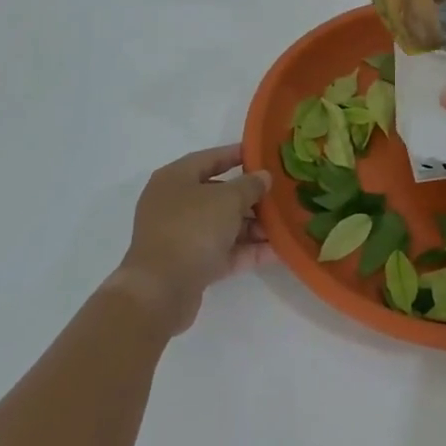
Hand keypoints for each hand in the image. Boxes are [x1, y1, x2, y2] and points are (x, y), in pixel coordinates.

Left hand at [112, 144, 270, 334]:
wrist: (160, 291)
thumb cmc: (192, 229)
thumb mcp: (228, 199)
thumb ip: (250, 185)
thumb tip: (263, 177)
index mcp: (175, 178)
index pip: (210, 158)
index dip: (237, 154)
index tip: (263, 155)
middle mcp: (175, 204)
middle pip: (218, 194)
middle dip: (251, 197)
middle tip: (280, 196)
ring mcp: (181, 236)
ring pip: (223, 225)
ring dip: (253, 226)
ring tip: (285, 226)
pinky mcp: (190, 266)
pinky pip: (223, 251)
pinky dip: (247, 250)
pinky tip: (277, 250)